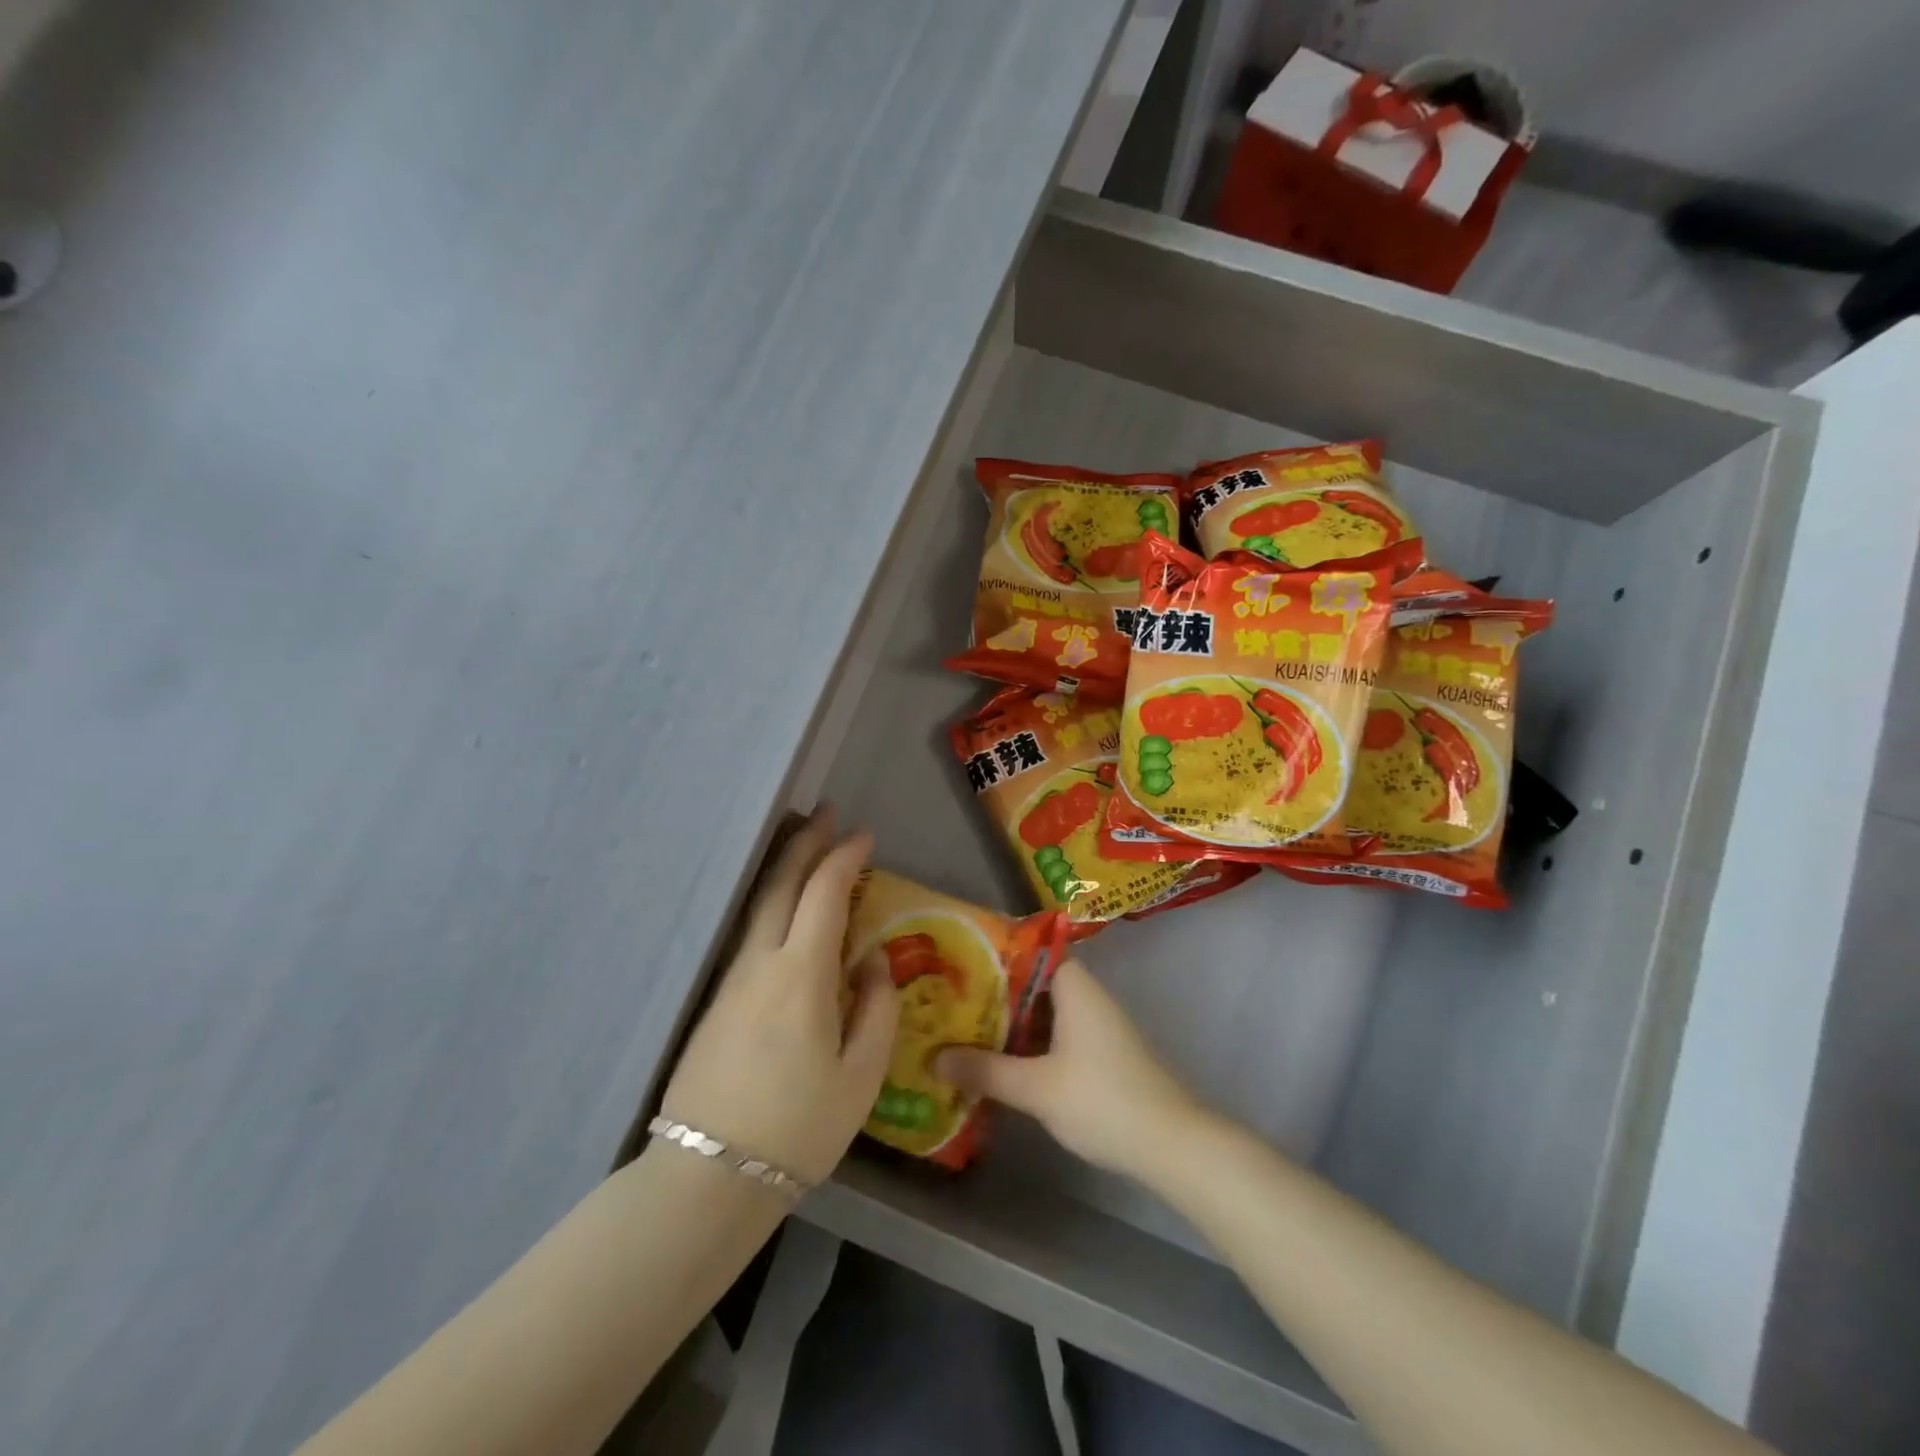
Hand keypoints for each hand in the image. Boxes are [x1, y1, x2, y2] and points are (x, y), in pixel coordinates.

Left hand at [661, 810, 897, 1185]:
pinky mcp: (717, 1001)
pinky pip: (750, 932)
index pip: (824, 894)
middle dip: (805, 842)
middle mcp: (760, 963)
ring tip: (805, 844)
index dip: (844, 857)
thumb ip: (875, 1007)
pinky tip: (784, 908)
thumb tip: (869, 960)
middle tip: (827, 813)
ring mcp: (732, 980)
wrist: (709, 1176)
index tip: (864, 835)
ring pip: (760, 905)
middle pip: (780, 884)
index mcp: (801, 974)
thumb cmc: (799, 1128)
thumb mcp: (861, 1074)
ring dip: (784, 868)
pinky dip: (772, 902)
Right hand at [934, 958, 1203, 1180]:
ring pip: (1042, 1010)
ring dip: (1008, 1019)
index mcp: (1074, 986)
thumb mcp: (1036, 1087)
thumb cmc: (1103, 1099)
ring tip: (963, 1025)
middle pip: (1032, 981)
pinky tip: (999, 1060)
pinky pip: (1054, 1033)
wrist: (1172, 1144)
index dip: (996, 949)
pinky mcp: (1099, 1054)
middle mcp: (1085, 996)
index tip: (960, 956)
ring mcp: (1095, 1026)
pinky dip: (1027, 1041)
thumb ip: (986, 1070)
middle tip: (948, 995)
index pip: (1031, 949)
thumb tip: (935, 1056)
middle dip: (993, 990)